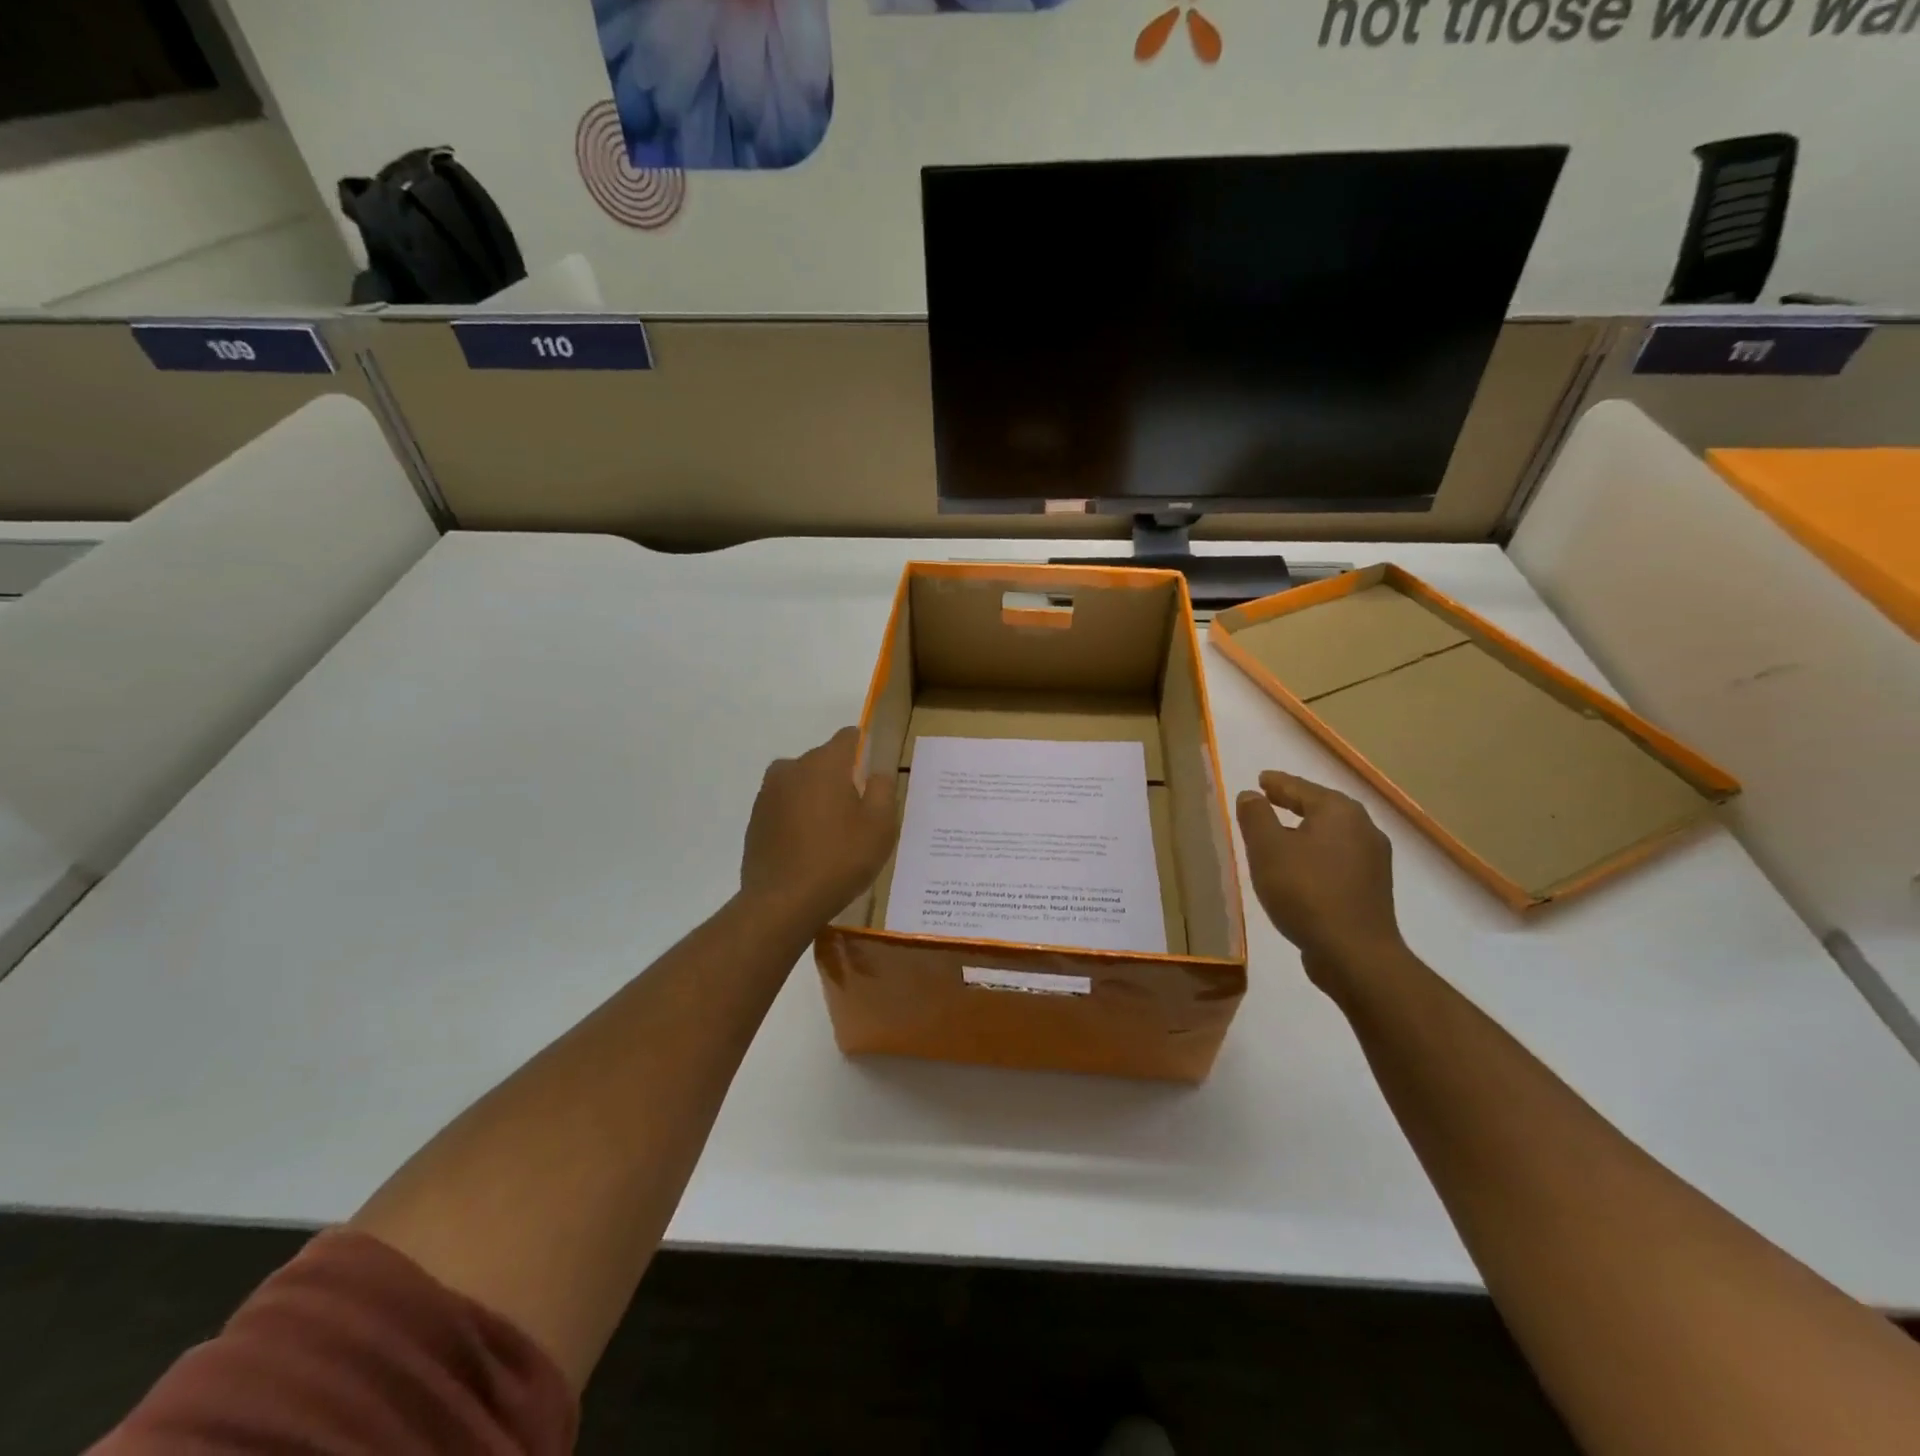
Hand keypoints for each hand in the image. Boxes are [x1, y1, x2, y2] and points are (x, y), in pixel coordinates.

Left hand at [741, 727, 898, 929]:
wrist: (782, 902)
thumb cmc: (840, 859)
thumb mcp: (880, 825)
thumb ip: (883, 788)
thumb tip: (878, 771)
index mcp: (824, 763)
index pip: (849, 737)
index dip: (865, 751)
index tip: (873, 777)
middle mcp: (792, 768)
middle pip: (824, 761)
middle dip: (841, 778)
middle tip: (857, 815)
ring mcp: (768, 793)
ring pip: (802, 783)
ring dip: (817, 798)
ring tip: (831, 834)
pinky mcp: (756, 818)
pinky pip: (784, 806)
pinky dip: (797, 817)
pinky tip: (808, 847)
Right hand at [1236, 770, 1407, 990]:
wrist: (1354, 953)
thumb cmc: (1305, 891)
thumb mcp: (1267, 849)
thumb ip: (1256, 816)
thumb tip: (1251, 795)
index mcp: (1339, 811)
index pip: (1300, 788)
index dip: (1277, 783)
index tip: (1261, 779)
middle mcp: (1363, 828)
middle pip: (1321, 808)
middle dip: (1294, 804)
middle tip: (1269, 800)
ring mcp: (1373, 860)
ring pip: (1331, 834)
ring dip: (1306, 831)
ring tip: (1281, 835)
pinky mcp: (1372, 888)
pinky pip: (1338, 858)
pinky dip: (1317, 854)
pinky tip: (1302, 868)